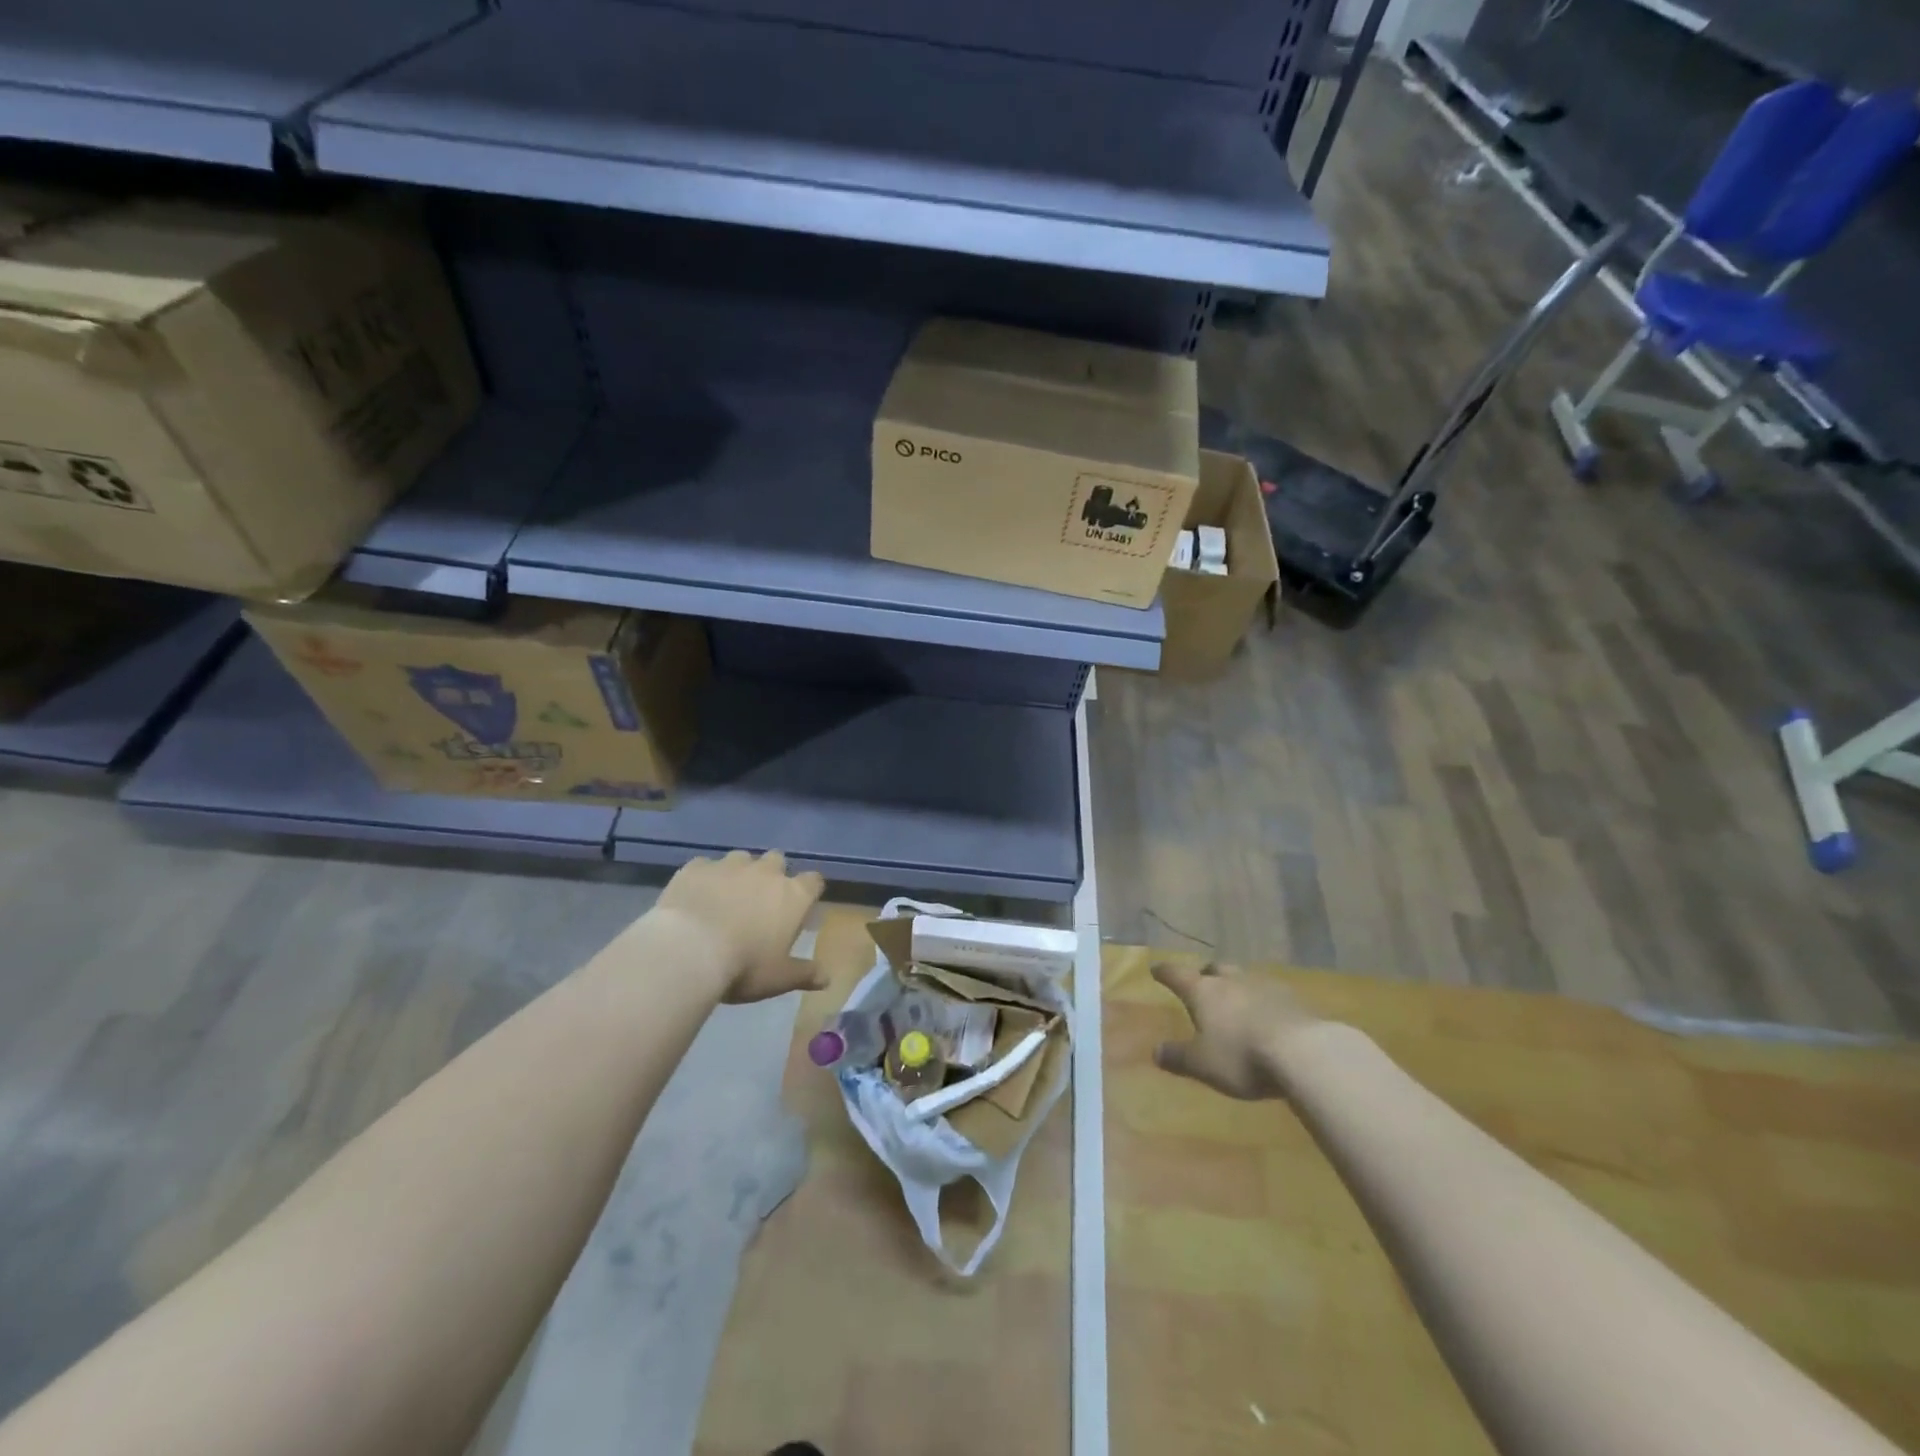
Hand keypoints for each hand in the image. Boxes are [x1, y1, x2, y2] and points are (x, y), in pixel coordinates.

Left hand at [655, 850, 826, 1003]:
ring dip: (739, 873)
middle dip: (772, 875)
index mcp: (793, 895)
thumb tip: (828, 978)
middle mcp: (765, 872)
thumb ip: (805, 973)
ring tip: (725, 898)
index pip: (814, 881)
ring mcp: (729, 865)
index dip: (809, 891)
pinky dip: (705, 878)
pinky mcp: (696, 867)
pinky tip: (695, 897)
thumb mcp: (779, 978)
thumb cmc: (744, 966)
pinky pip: (705, 866)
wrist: (688, 951)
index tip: (801, 906)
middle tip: (760, 902)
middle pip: (777, 860)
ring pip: (742, 858)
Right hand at [1151, 961, 1321, 1099]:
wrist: (1304, 1052)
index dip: (1165, 973)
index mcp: (1203, 991)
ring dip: (1236, 986)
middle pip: (1215, 969)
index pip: (1177, 975)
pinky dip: (1263, 1001)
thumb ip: (1178, 1056)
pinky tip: (1268, 1016)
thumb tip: (1155, 1050)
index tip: (1156, 969)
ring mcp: (1265, 986)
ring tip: (1236, 1001)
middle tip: (1202, 982)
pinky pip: (1271, 994)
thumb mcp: (1202, 1064)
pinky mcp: (1294, 999)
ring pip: (1244, 978)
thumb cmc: (1241, 1056)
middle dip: (1206, 974)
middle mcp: (1231, 981)